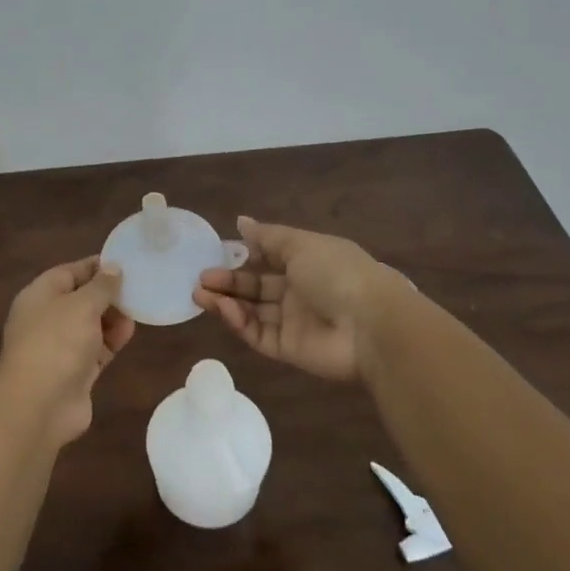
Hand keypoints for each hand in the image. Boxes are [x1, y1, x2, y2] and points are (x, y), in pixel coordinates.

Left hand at [0, 257, 134, 445]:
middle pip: (81, 298)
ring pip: (91, 325)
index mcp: (39, 295)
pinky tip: (129, 334)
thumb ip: (101, 286)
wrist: (39, 405)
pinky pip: (97, 349)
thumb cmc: (57, 342)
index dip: (96, 266)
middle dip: (108, 294)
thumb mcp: (82, 304)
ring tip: (137, 311)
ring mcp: (60, 347)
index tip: (125, 263)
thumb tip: (113, 267)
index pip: (69, 272)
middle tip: (138, 288)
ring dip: (113, 318)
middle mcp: (47, 318)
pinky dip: (112, 340)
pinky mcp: (75, 371)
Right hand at [193, 217, 395, 380]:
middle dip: (228, 282)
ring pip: (252, 311)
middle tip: (200, 279)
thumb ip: (267, 237)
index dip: (244, 256)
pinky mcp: (288, 349)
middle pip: (257, 287)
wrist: (370, 325)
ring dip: (226, 302)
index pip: (269, 259)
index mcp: (308, 262)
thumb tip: (240, 221)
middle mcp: (300, 291)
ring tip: (199, 294)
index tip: (218, 253)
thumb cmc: (337, 272)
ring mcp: (294, 322)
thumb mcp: (300, 244)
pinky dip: (239, 322)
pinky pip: (258, 334)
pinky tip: (223, 308)